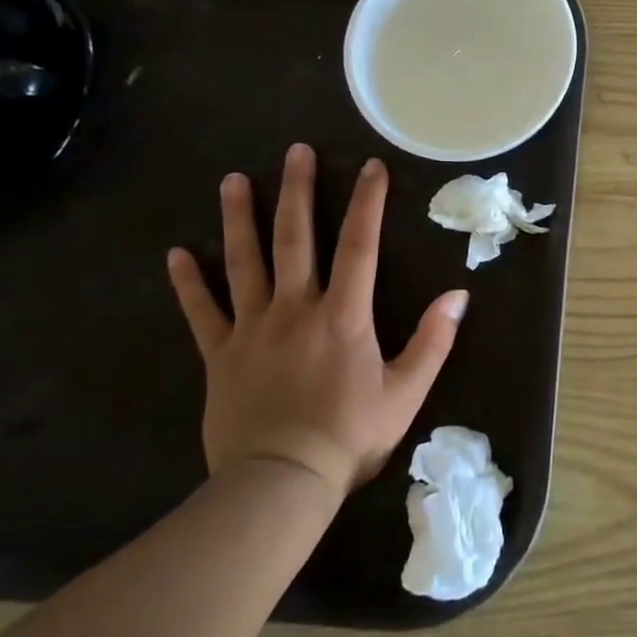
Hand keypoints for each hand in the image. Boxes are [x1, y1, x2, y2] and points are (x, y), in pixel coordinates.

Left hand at [167, 146, 467, 494]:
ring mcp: (252, 329)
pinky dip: (189, 283)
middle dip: (297, 191)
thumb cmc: (349, 436)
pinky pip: (202, 313)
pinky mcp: (220, 355)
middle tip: (294, 151)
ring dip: (240, 218)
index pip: (359, 245)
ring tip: (234, 180)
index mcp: (343, 315)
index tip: (370, 166)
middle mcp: (295, 308)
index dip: (367, 203)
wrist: (279, 484)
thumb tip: (459, 295)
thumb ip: (433, 340)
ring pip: (245, 262)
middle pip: (295, 238)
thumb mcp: (406, 392)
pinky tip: (177, 254)